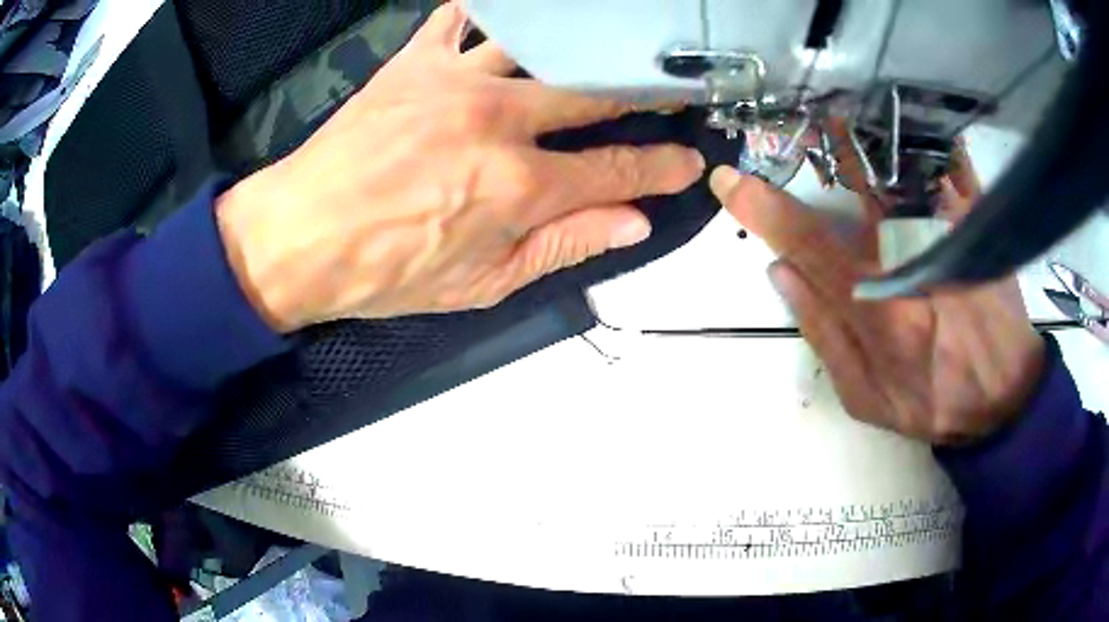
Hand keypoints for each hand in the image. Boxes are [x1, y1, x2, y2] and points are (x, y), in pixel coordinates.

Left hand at [216, 2, 703, 331]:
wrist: (301, 237)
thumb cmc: (384, 270)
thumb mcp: (482, 282)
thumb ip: (564, 245)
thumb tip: (631, 223)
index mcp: (517, 187)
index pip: (616, 170)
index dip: (660, 168)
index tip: (687, 163)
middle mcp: (496, 122)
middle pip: (594, 93)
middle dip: (644, 93)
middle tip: (670, 92)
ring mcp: (454, 81)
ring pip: (540, 44)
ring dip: (581, 47)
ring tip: (603, 51)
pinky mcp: (414, 63)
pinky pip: (459, 19)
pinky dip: (486, 16)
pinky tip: (507, 25)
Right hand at [710, 145, 1045, 445]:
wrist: (1003, 398)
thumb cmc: (932, 401)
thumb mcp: (864, 395)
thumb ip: (821, 332)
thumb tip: (781, 271)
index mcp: (875, 305)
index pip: (805, 242)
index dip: (762, 208)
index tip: (730, 180)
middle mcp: (910, 258)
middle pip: (858, 187)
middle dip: (825, 148)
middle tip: (801, 118)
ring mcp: (948, 235)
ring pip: (901, 166)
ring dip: (869, 133)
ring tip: (846, 111)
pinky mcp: (978, 226)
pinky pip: (953, 168)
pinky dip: (933, 140)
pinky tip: (915, 123)